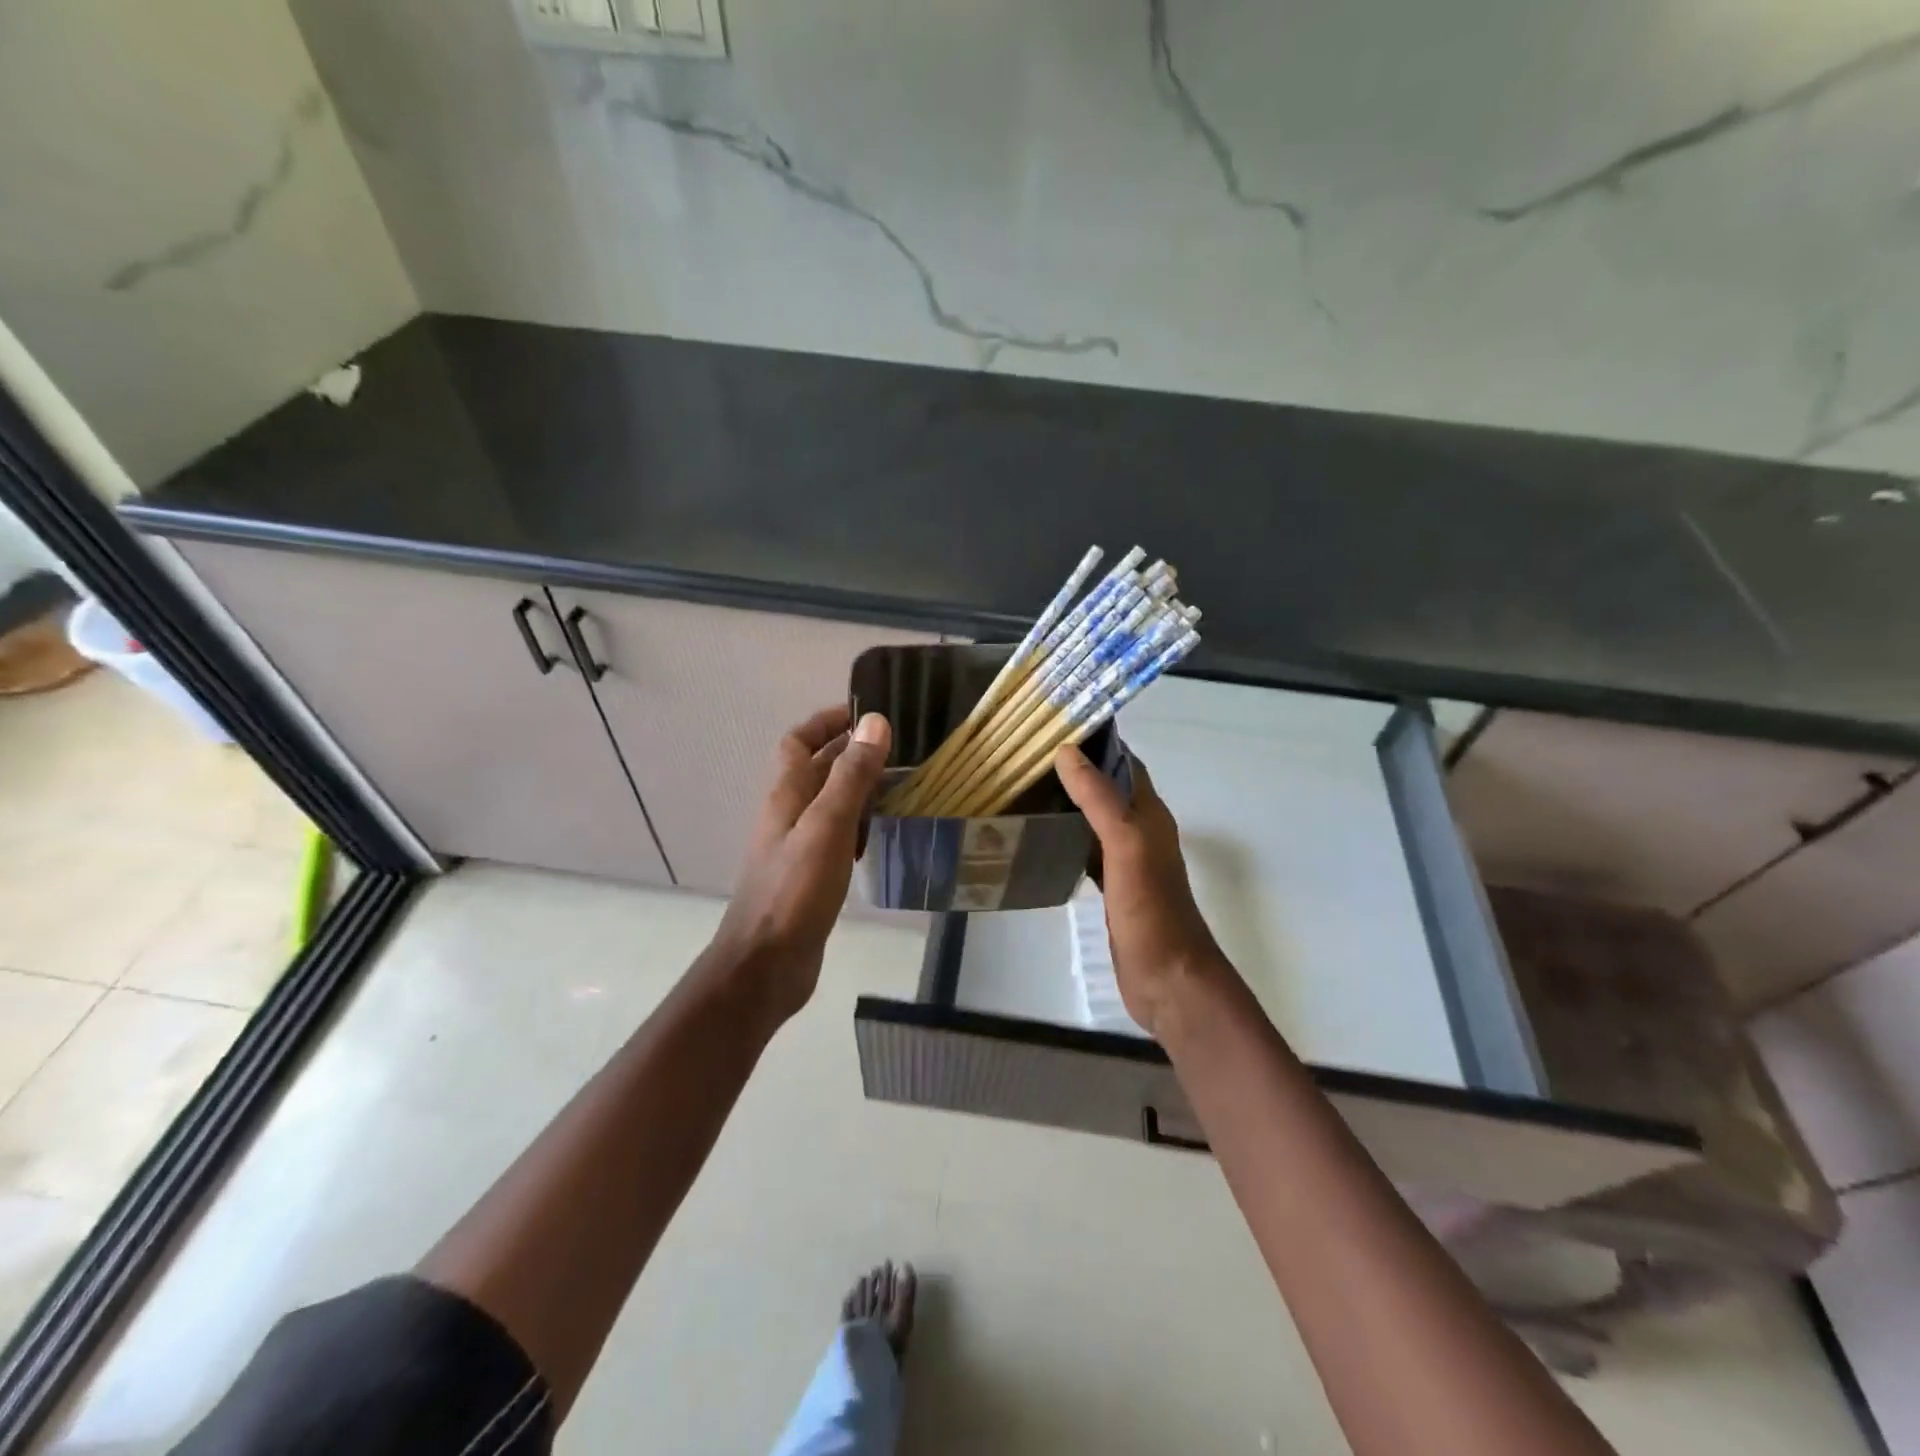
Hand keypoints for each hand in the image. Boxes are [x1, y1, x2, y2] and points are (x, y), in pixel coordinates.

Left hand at [707, 705, 891, 1025]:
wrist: (765, 966)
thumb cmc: (794, 891)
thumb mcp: (827, 826)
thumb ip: (851, 776)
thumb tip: (874, 722)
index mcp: (786, 795)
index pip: (799, 742)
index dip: (826, 722)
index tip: (865, 712)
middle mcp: (788, 815)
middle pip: (816, 770)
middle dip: (850, 752)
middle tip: (897, 747)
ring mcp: (798, 847)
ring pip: (829, 803)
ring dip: (857, 788)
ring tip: (900, 784)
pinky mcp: (810, 876)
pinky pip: (836, 836)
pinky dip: (858, 824)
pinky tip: (883, 833)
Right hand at [1054, 745, 1231, 1039]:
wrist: (1169, 979)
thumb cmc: (1151, 910)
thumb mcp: (1126, 846)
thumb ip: (1100, 799)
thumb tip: (1067, 752)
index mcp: (1149, 815)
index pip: (1124, 764)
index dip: (1097, 743)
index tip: (1055, 727)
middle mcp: (1141, 832)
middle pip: (1107, 790)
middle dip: (1076, 771)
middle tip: (1027, 759)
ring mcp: (1128, 863)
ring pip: (1095, 820)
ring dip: (1069, 804)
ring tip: (1026, 791)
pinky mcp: (1114, 889)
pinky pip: (1087, 852)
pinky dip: (1066, 839)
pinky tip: (1039, 841)